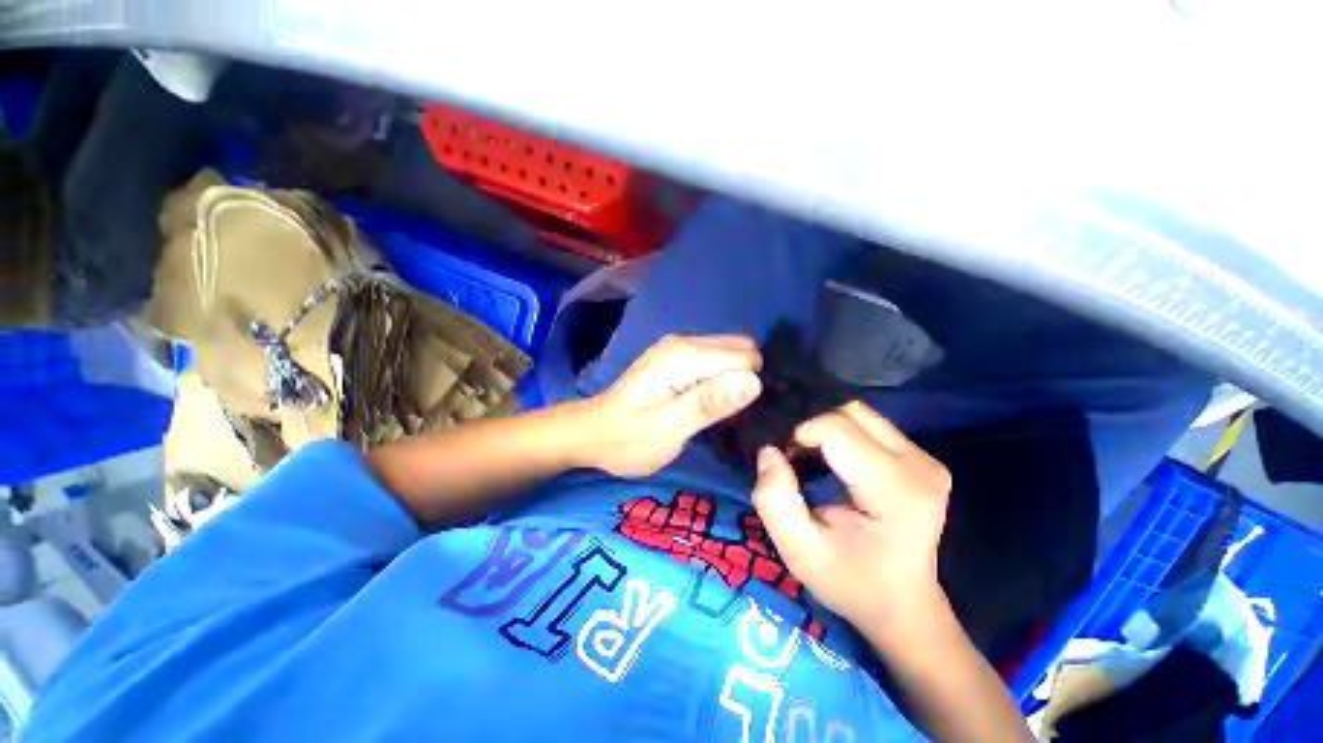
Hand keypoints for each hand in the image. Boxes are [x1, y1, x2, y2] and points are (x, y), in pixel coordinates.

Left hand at [582, 334, 762, 477]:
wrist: (592, 432)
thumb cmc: (628, 439)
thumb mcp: (668, 430)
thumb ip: (709, 403)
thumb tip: (754, 381)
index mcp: (684, 357)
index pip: (745, 357)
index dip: (749, 386)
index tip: (738, 414)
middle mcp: (684, 342)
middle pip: (741, 348)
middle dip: (746, 379)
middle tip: (728, 415)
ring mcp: (678, 346)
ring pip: (730, 352)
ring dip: (734, 379)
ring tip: (718, 411)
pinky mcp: (676, 356)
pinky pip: (715, 358)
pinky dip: (721, 377)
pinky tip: (707, 401)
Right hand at [751, 401, 951, 645]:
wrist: (902, 605)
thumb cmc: (849, 581)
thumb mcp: (798, 550)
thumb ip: (774, 499)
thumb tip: (769, 451)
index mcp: (895, 490)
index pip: (836, 428)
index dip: (801, 437)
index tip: (789, 465)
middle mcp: (920, 466)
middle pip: (851, 413)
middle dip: (816, 430)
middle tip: (800, 463)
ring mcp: (928, 461)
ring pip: (862, 415)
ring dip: (831, 432)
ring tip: (819, 464)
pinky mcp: (925, 460)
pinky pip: (873, 427)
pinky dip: (847, 437)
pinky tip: (840, 466)